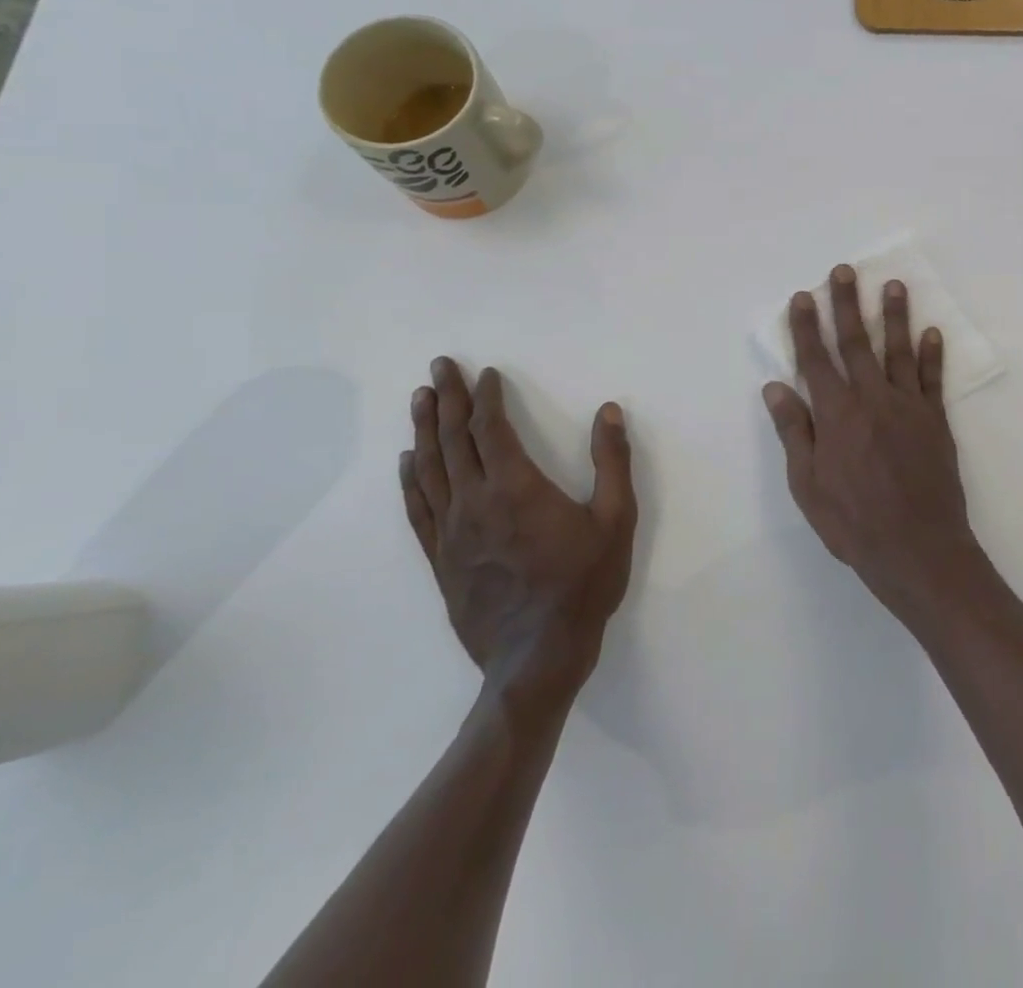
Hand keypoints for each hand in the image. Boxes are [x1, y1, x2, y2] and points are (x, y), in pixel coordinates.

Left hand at [402, 358, 637, 698]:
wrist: (538, 656)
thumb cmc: (583, 584)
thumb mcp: (616, 520)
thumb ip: (612, 462)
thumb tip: (608, 412)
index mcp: (516, 487)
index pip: (491, 429)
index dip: (487, 398)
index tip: (486, 373)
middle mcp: (475, 502)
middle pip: (453, 440)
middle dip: (447, 399)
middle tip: (438, 367)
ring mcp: (452, 532)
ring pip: (429, 469)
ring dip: (422, 430)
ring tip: (418, 399)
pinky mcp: (440, 559)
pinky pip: (418, 510)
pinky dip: (409, 480)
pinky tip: (405, 462)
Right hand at [763, 266, 985, 622]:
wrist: (918, 549)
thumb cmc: (853, 523)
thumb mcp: (807, 485)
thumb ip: (795, 432)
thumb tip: (776, 386)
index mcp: (836, 415)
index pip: (816, 360)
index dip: (806, 327)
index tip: (802, 297)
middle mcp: (871, 399)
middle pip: (856, 343)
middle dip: (846, 304)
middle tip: (844, 271)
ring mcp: (907, 407)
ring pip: (897, 351)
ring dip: (894, 316)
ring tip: (893, 285)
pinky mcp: (935, 421)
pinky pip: (932, 380)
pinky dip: (932, 355)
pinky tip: (932, 332)